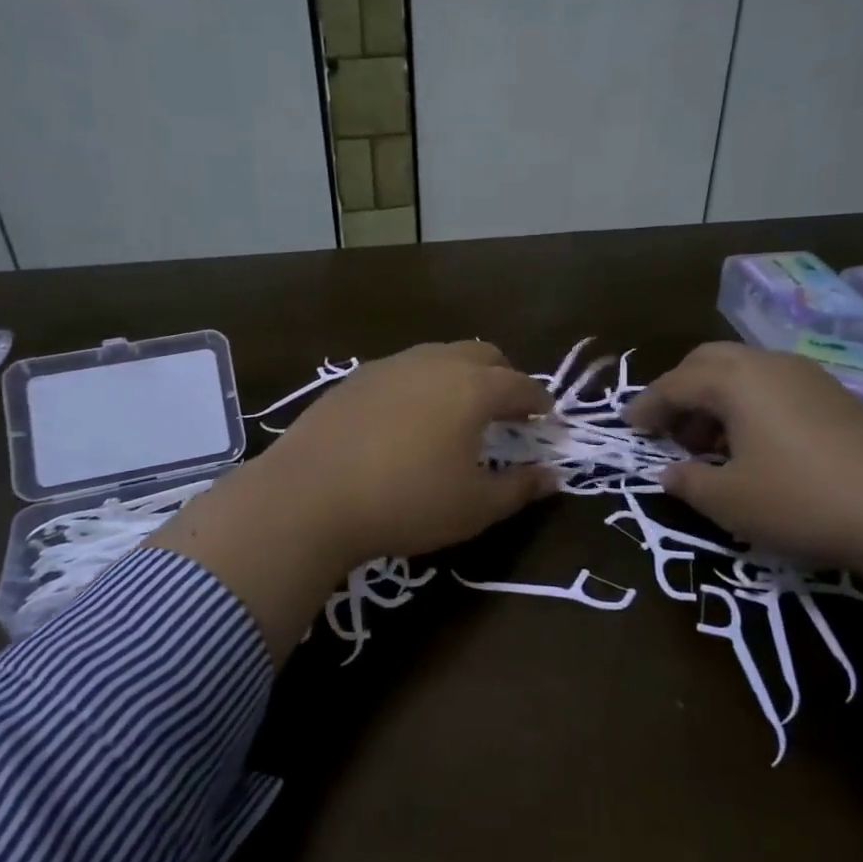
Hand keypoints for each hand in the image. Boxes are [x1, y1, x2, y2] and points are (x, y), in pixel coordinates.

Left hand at [153, 342, 555, 664]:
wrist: (310, 496)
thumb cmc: (406, 503)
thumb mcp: (474, 507)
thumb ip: (520, 488)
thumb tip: (552, 476)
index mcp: (472, 388)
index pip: (520, 385)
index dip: (539, 402)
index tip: (546, 419)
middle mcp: (434, 363)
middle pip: (483, 354)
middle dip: (504, 377)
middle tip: (507, 411)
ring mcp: (390, 366)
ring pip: (440, 356)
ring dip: (461, 376)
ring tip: (459, 412)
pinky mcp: (354, 379)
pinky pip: (404, 370)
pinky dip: (423, 385)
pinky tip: (409, 419)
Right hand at [623, 341, 862, 573]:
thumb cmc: (800, 501)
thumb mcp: (729, 500)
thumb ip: (688, 482)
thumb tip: (668, 472)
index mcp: (737, 381)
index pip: (676, 383)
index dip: (647, 406)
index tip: (628, 426)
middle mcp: (770, 365)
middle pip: (709, 362)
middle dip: (680, 391)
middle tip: (667, 428)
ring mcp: (808, 377)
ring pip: (744, 372)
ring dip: (715, 399)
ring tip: (708, 443)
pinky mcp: (837, 397)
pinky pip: (774, 387)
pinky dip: (749, 406)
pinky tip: (754, 446)